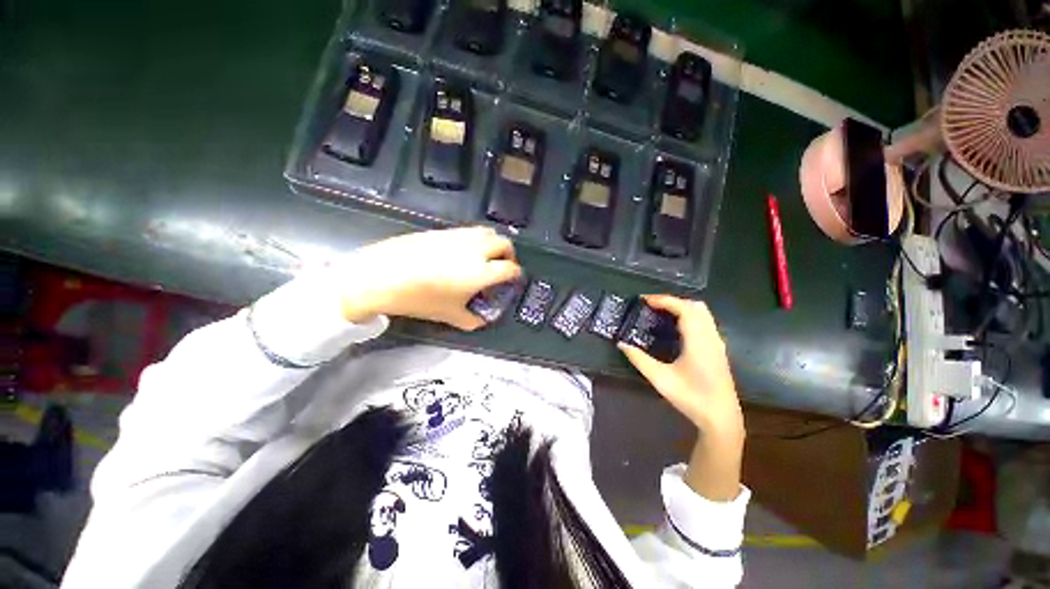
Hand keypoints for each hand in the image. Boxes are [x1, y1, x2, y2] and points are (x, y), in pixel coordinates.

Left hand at [339, 227, 520, 330]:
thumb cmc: (421, 299)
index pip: (510, 268)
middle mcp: (476, 250)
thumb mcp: (449, 315)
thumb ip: (471, 320)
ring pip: (488, 232)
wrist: (384, 276)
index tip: (513, 280)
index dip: (515, 275)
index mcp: (482, 271)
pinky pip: (469, 231)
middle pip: (504, 243)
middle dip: (509, 254)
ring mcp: (460, 237)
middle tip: (503, 266)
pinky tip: (464, 251)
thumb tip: (481, 321)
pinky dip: (476, 239)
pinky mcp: (444, 231)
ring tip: (487, 256)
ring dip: (494, 243)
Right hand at [618, 295, 742, 437]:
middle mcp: (710, 337)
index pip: (684, 309)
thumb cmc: (692, 398)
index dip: (664, 300)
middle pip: (695, 306)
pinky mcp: (718, 348)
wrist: (721, 417)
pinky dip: (689, 316)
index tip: (645, 300)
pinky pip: (704, 321)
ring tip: (660, 313)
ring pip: (702, 313)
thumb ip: (639, 359)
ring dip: (682, 307)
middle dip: (672, 301)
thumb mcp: (660, 379)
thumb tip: (621, 344)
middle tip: (651, 306)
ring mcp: (717, 342)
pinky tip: (675, 328)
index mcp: (698, 341)